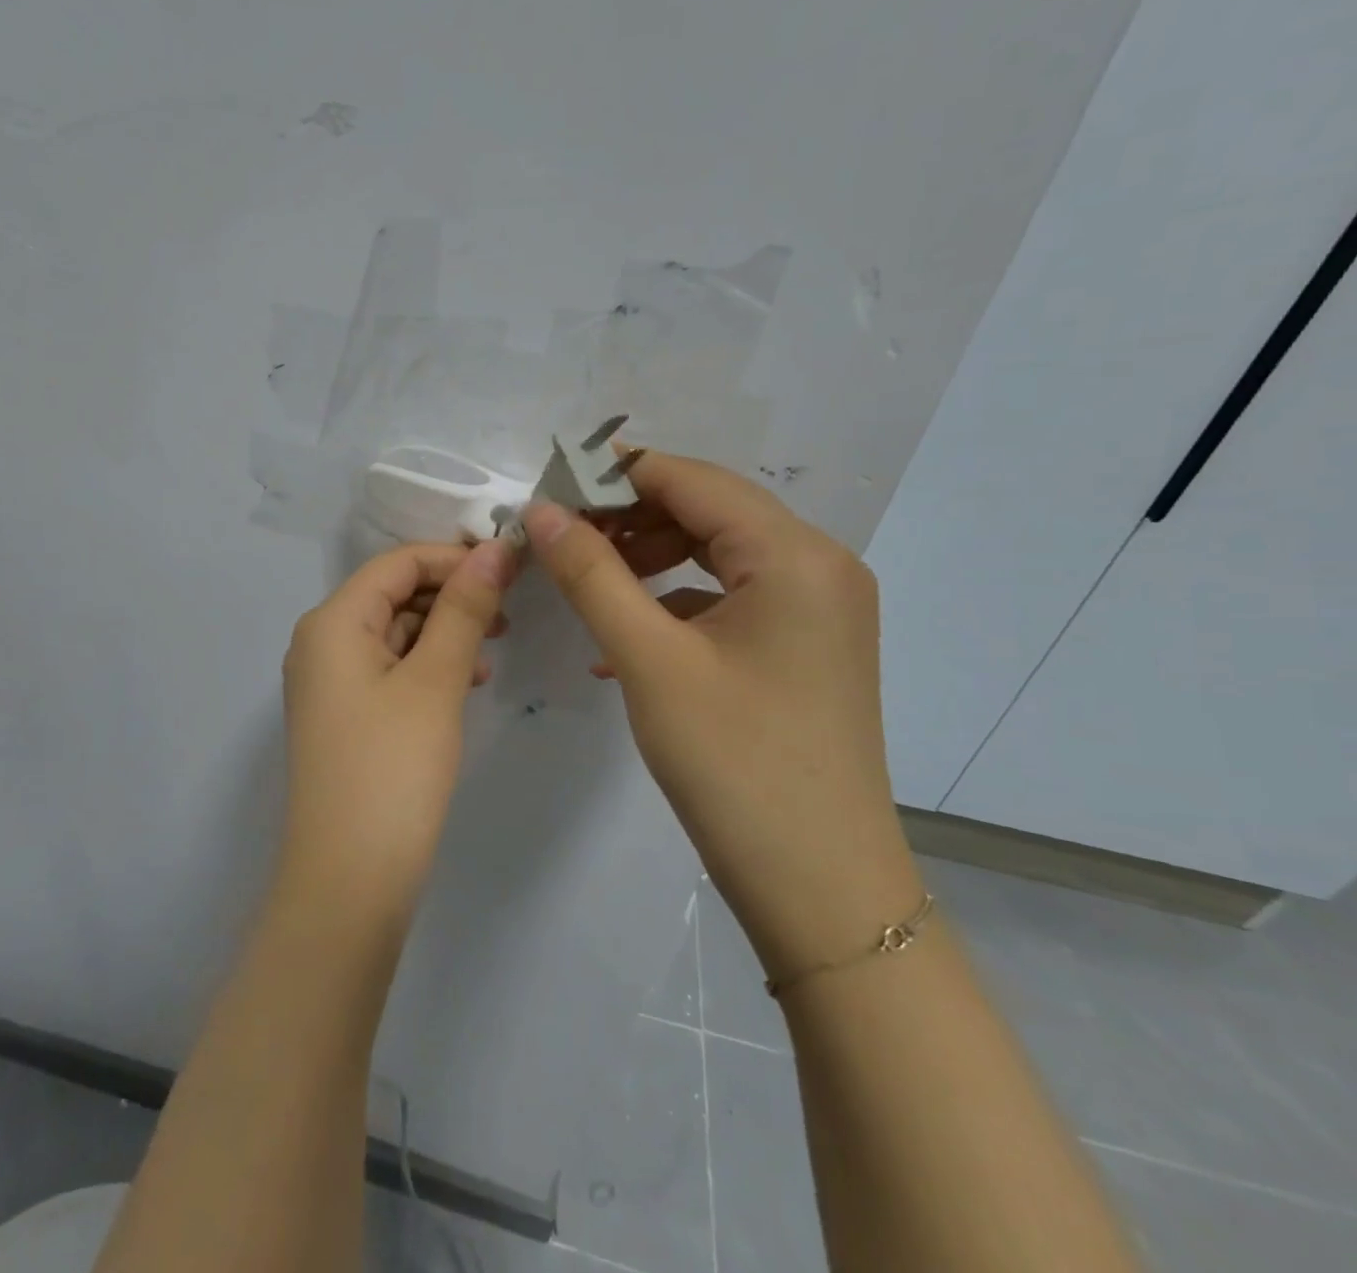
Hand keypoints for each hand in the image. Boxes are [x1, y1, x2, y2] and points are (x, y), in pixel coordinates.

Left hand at [278, 539, 516, 922]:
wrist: (348, 880)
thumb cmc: (393, 769)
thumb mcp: (435, 681)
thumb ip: (464, 610)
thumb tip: (493, 550)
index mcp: (332, 622)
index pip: (398, 563)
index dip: (455, 557)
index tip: (512, 566)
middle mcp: (321, 642)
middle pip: (393, 594)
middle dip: (452, 594)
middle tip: (511, 608)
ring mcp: (329, 682)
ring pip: (394, 633)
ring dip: (445, 631)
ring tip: (495, 645)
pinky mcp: (345, 716)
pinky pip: (390, 669)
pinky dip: (429, 665)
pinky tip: (469, 681)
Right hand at [520, 452, 921, 981]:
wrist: (820, 886)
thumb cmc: (733, 763)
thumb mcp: (649, 660)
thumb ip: (591, 574)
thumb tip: (542, 510)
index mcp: (795, 555)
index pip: (692, 480)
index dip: (615, 476)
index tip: (549, 488)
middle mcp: (819, 565)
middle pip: (709, 510)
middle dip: (630, 516)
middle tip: (561, 538)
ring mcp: (818, 608)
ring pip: (718, 552)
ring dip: (650, 557)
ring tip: (588, 578)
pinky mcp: (804, 645)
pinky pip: (730, 597)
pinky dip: (675, 601)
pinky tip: (625, 635)